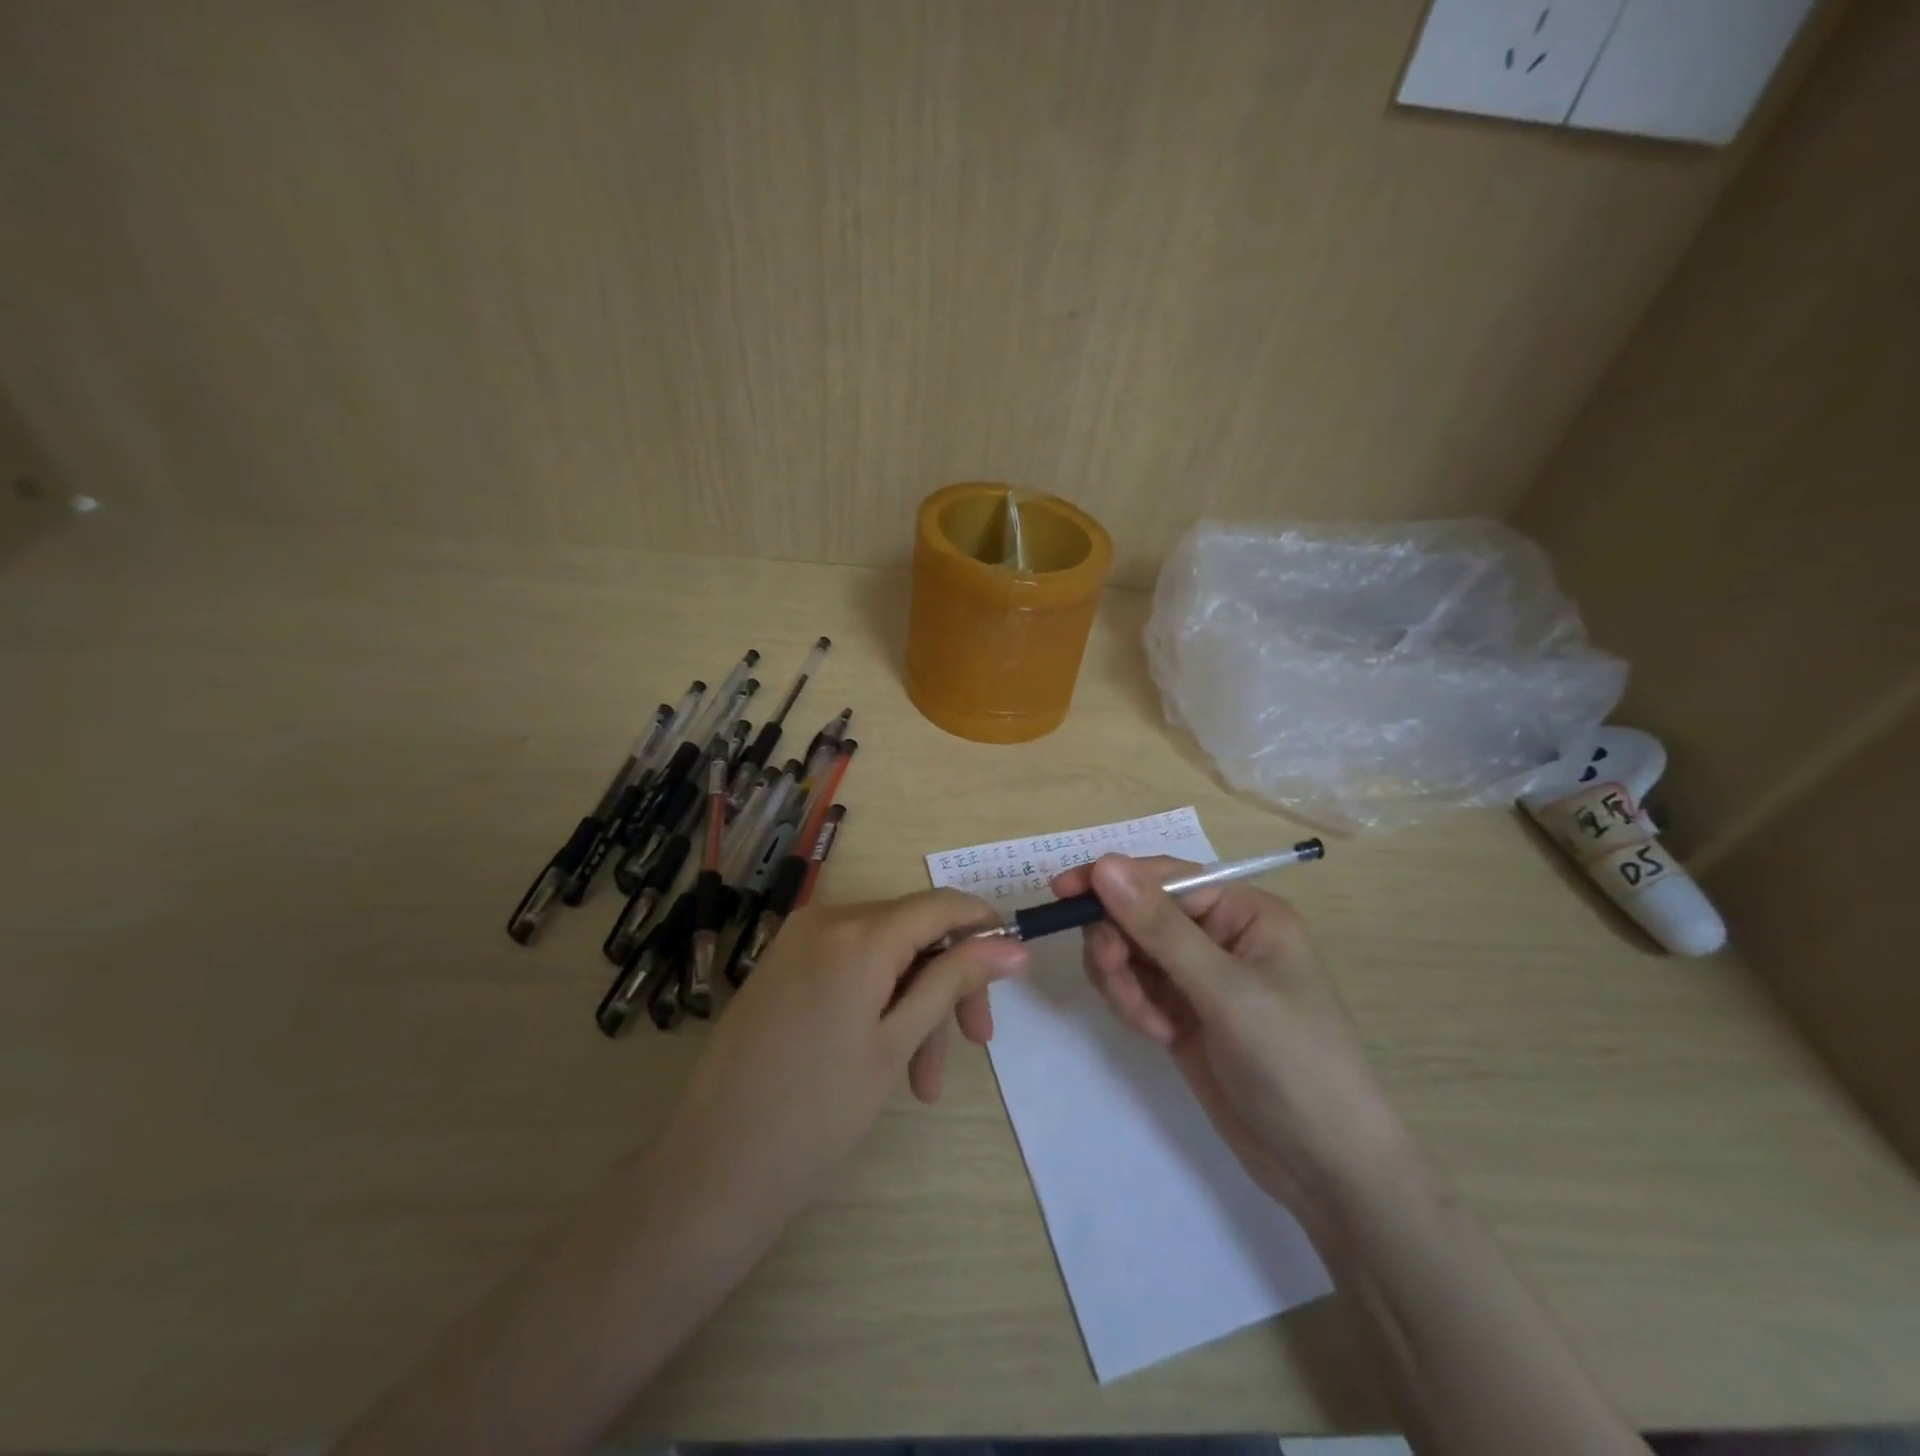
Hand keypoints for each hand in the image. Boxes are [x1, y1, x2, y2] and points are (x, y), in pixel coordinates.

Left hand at [653, 890, 1027, 1242]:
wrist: (712, 1168)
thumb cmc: (818, 1113)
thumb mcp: (897, 1042)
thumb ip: (954, 980)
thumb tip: (1014, 945)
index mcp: (858, 932)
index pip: (941, 905)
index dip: (984, 929)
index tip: (1013, 970)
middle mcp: (825, 919)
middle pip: (912, 931)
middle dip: (947, 982)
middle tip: (973, 1043)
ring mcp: (797, 941)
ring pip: (882, 954)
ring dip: (913, 1004)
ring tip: (921, 1081)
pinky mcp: (781, 965)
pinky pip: (848, 965)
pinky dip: (877, 1000)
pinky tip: (885, 1059)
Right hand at [1052, 854, 1406, 1239]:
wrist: (1324, 1169)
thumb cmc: (1294, 1063)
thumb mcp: (1226, 992)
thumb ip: (1160, 928)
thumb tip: (1104, 865)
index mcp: (1244, 912)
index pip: (1165, 877)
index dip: (1113, 880)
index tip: (1063, 892)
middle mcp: (1219, 935)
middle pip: (1139, 913)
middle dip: (1118, 941)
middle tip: (1113, 973)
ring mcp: (1198, 977)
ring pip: (1130, 951)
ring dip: (1122, 980)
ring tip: (1147, 1022)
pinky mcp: (1182, 1014)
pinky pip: (1135, 988)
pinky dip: (1132, 1006)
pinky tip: (1158, 1035)